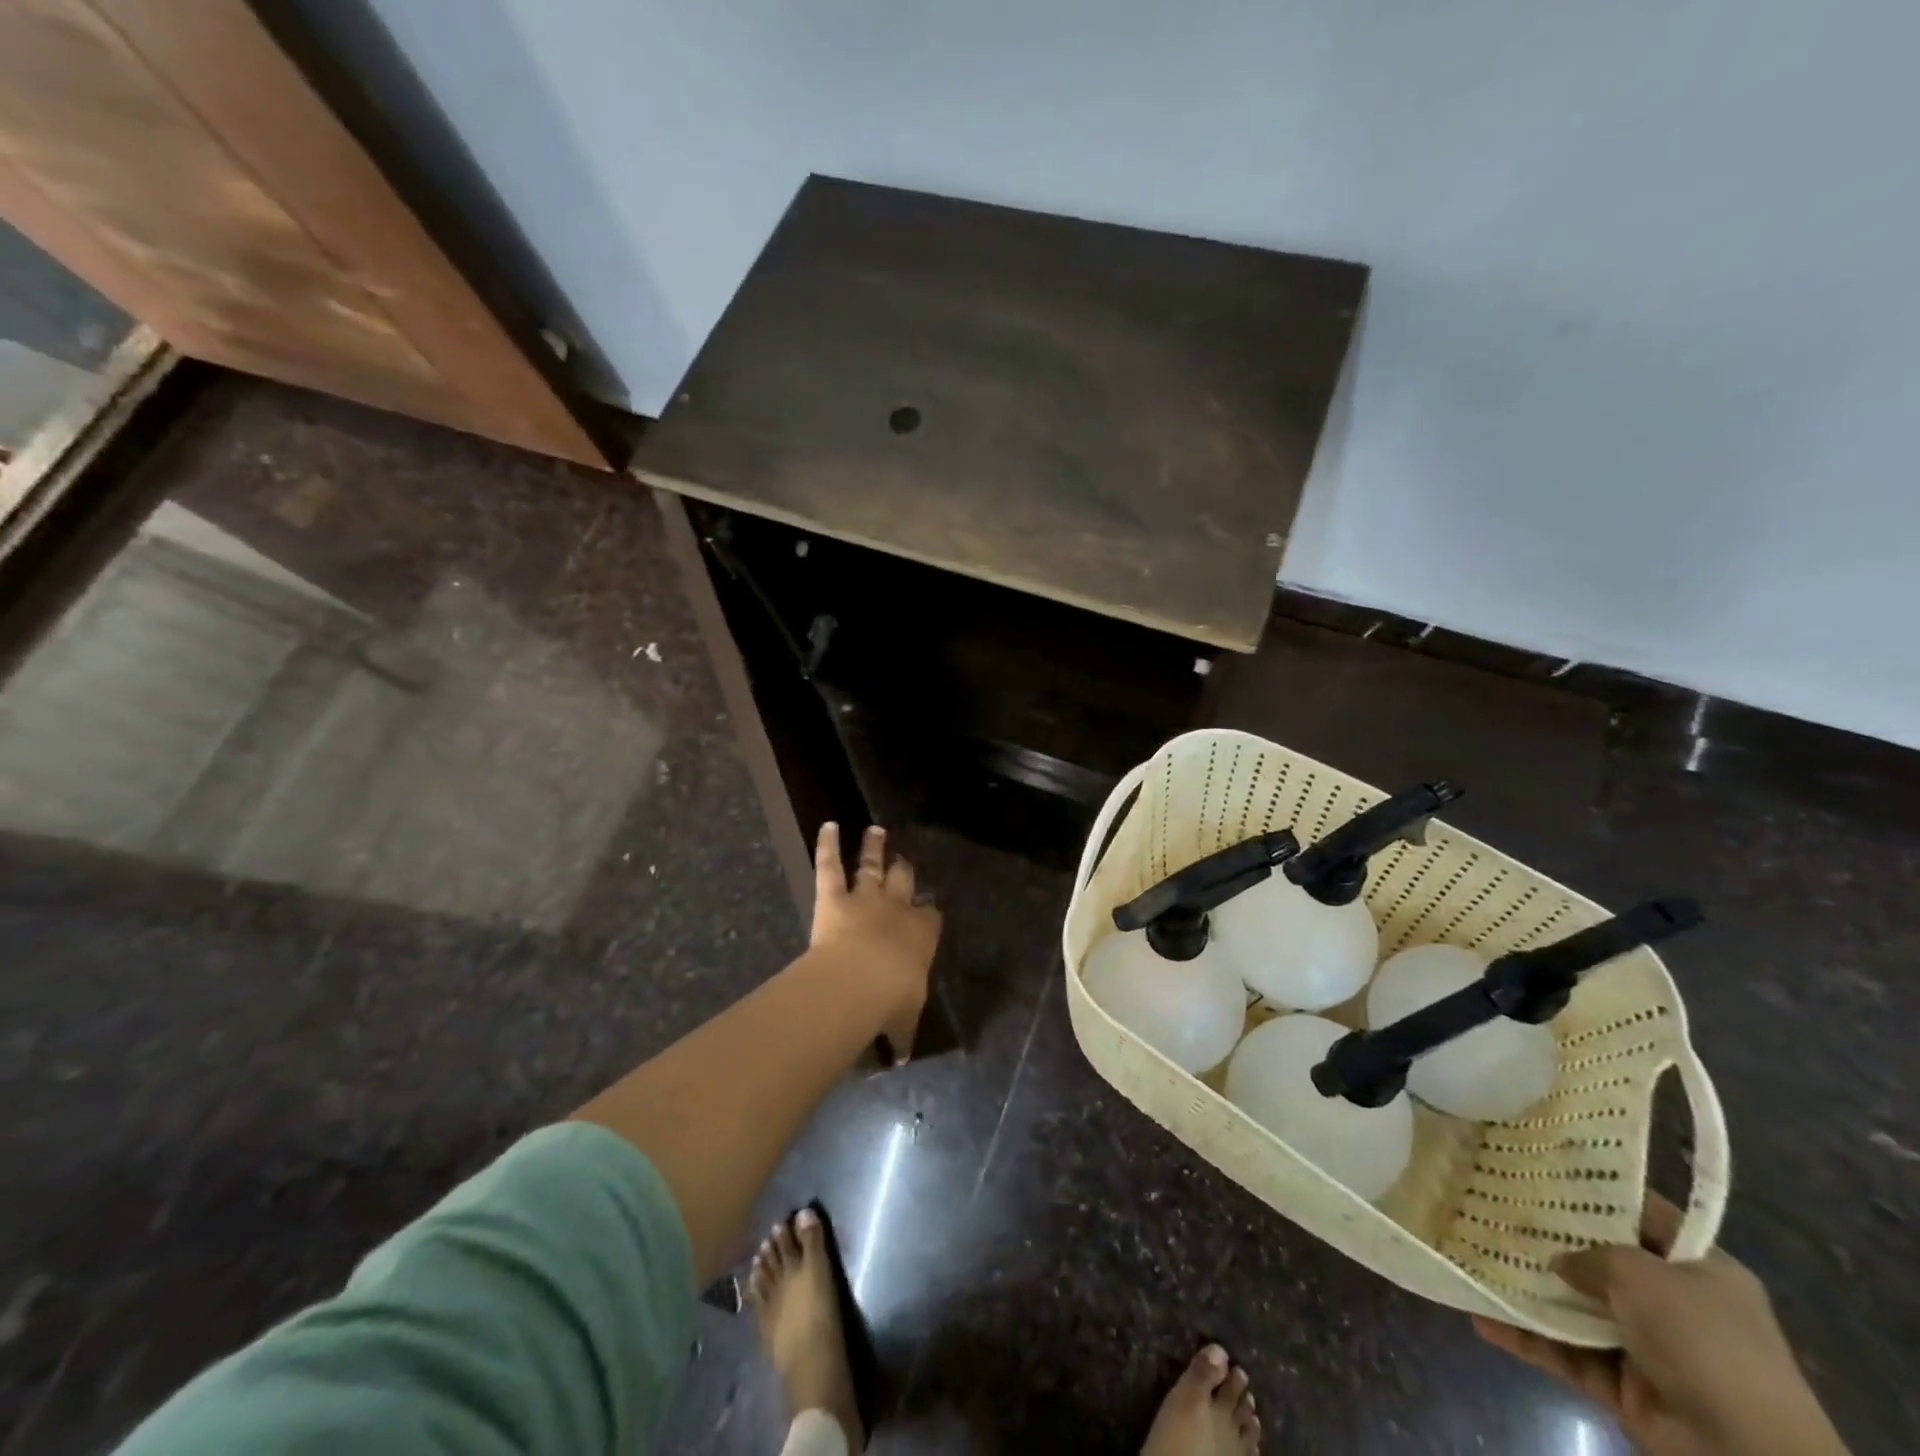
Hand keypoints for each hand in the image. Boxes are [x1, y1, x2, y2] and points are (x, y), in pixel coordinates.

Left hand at [809, 823, 940, 1051]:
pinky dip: (828, 844)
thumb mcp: (903, 1022)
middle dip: (905, 870)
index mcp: (921, 936)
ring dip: (874, 847)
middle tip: (904, 860)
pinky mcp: (833, 896)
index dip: (929, 913)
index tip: (928, 909)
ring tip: (876, 829)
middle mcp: (897, 909)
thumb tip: (902, 1059)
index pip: (930, 918)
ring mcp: (865, 897)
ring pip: (871, 866)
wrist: (860, 981)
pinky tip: (828, 825)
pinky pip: (830, 865)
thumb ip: (902, 1035)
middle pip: (904, 881)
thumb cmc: (890, 1002)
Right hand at [1473, 1196, 1848, 1455]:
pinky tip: (1482, 1317)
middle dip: (1548, 1239)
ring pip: (1575, 1307)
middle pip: (1600, 1260)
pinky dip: (1526, 1338)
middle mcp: (1676, 1305)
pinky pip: (1565, 1352)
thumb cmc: (1704, 1343)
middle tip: (1489, 1205)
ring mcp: (1648, 1349)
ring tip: (1475, 1256)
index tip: (1538, 1166)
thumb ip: (1589, 1255)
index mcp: (1700, 1270)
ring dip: (1530, 1290)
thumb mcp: (1641, 1275)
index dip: (1594, 1190)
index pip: (1641, 1214)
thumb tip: (1557, 1259)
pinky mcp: (1624, 1388)